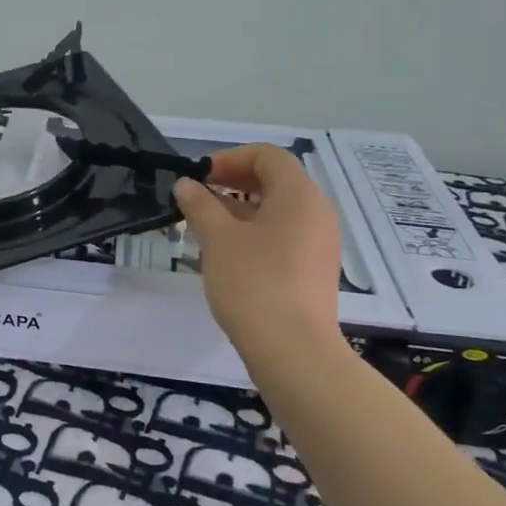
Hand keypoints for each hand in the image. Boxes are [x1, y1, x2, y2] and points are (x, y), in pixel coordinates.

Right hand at [174, 144, 345, 361]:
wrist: (292, 350)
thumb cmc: (253, 283)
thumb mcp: (217, 238)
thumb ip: (199, 205)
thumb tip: (185, 185)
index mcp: (299, 194)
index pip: (267, 155)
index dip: (229, 158)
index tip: (198, 177)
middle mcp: (317, 211)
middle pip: (276, 180)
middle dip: (233, 182)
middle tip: (197, 198)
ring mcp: (320, 242)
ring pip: (279, 209)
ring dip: (241, 208)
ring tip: (205, 226)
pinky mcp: (315, 269)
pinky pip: (285, 235)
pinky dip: (256, 231)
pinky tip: (228, 253)